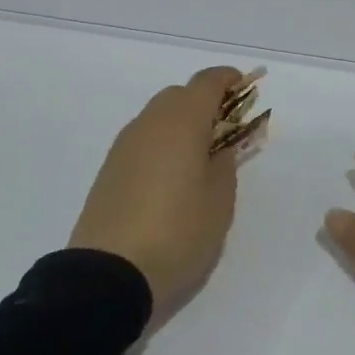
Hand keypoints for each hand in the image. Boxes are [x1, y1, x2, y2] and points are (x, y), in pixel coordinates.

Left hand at [69, 67, 246, 324]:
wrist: (109, 274)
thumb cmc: (178, 232)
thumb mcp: (219, 201)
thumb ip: (225, 163)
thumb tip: (220, 145)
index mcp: (182, 122)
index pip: (207, 82)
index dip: (229, 80)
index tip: (245, 90)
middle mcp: (149, 123)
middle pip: (180, 95)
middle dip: (205, 104)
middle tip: (226, 132)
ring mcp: (124, 145)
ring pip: (159, 117)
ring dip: (182, 125)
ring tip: (200, 158)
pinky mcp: (109, 169)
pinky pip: (143, 140)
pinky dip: (162, 143)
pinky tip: (171, 176)